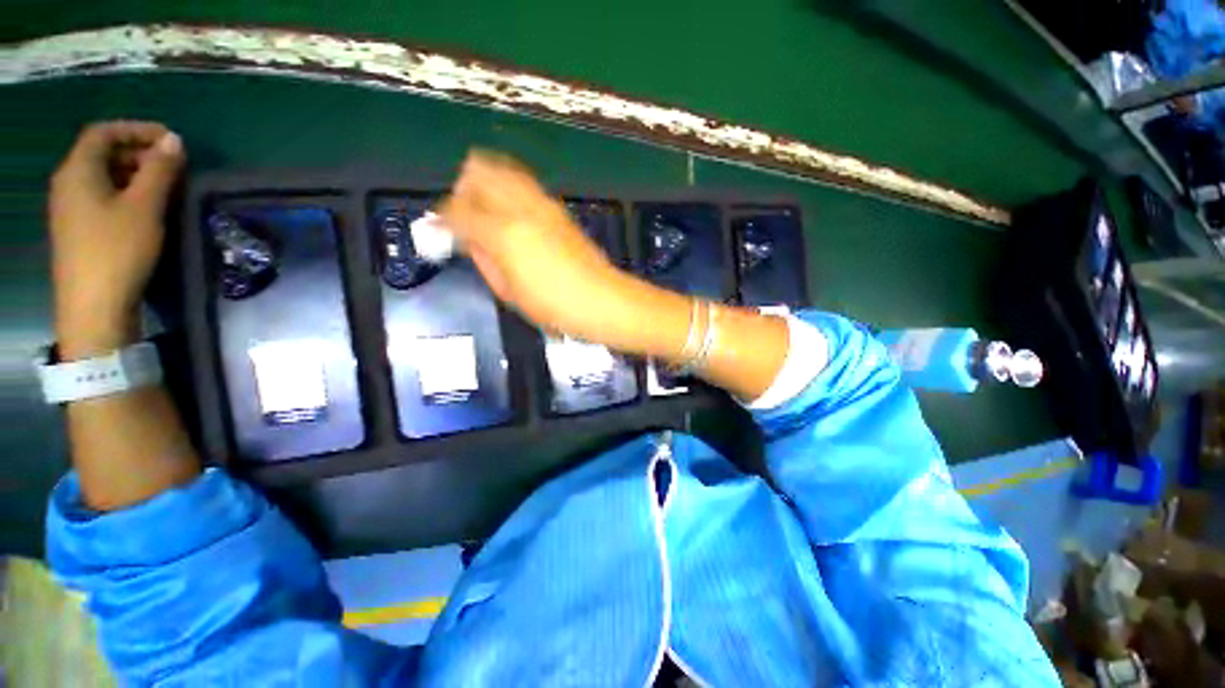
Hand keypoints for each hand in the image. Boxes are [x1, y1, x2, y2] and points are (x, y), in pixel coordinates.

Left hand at [49, 121, 184, 357]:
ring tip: (165, 188)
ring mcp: (71, 209)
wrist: (93, 306)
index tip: (170, 141)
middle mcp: (69, 183)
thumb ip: (159, 170)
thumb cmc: (117, 251)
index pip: (104, 132)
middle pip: (102, 153)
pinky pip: (101, 197)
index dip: (137, 130)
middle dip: (138, 153)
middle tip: (173, 167)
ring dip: (134, 174)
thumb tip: (174, 141)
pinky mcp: (79, 229)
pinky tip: (145, 209)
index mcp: (78, 171)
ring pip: (103, 176)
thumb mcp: (144, 207)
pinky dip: (125, 193)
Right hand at [438, 151, 626, 340]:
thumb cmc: (553, 306)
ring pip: (502, 169)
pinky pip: (524, 183)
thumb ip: (484, 260)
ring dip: (485, 182)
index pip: (458, 210)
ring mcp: (543, 204)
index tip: (437, 230)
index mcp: (503, 234)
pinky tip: (509, 211)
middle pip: (479, 173)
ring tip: (484, 209)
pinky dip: (508, 188)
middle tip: (462, 215)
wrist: (601, 299)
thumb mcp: (508, 292)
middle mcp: (521, 209)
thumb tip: (469, 239)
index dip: (441, 218)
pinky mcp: (558, 208)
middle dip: (462, 189)